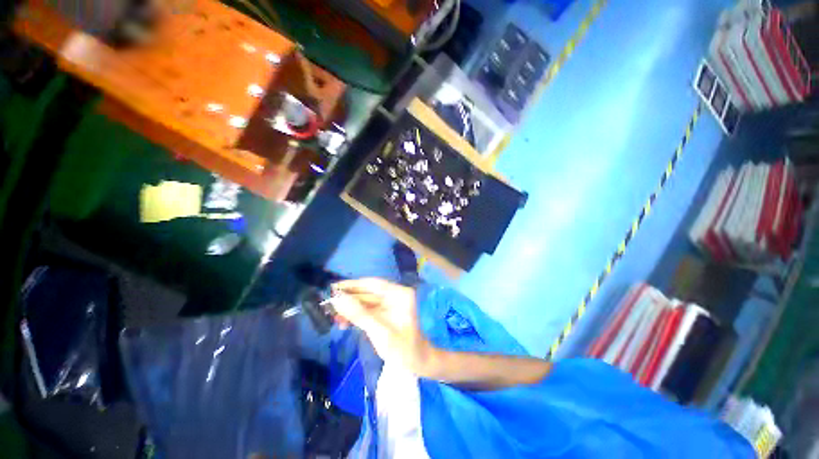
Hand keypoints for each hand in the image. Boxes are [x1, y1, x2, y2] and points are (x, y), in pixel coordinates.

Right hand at [331, 278, 433, 375]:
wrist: (417, 364)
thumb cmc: (403, 349)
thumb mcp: (379, 331)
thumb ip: (359, 314)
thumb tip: (337, 299)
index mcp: (399, 293)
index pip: (372, 284)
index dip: (352, 285)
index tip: (333, 289)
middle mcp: (394, 295)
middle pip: (367, 293)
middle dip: (348, 299)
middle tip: (327, 304)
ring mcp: (390, 304)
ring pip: (365, 302)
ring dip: (350, 309)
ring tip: (332, 317)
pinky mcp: (385, 314)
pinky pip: (367, 311)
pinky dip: (355, 316)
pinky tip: (343, 322)